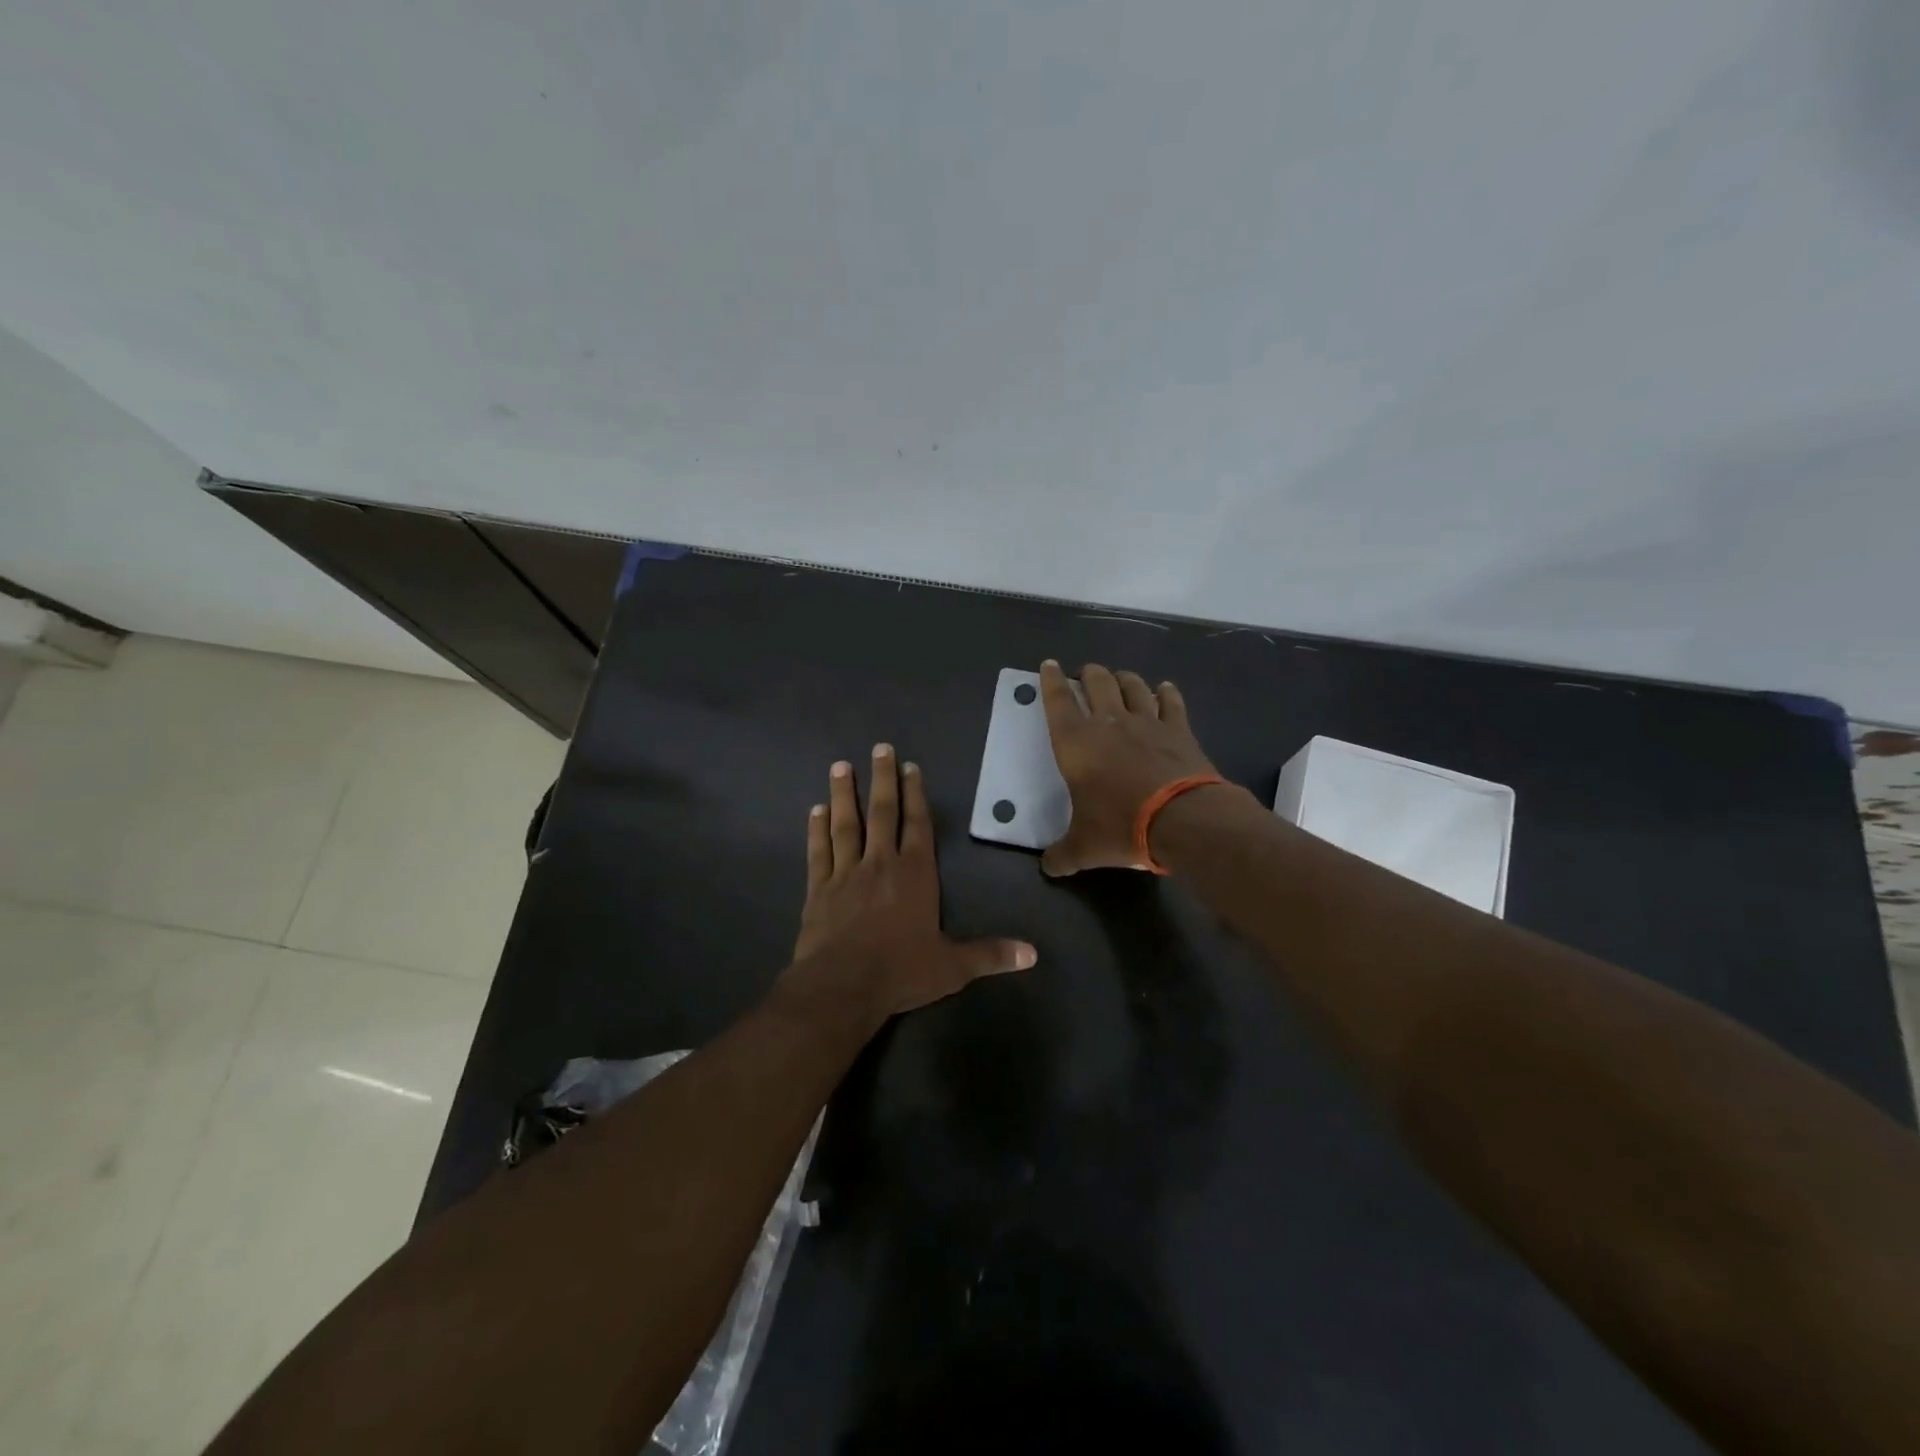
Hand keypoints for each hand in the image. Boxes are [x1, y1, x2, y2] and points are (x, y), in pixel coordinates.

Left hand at [790, 744, 1036, 1018]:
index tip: (910, 767)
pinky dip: (816, 830)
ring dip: (844, 794)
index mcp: (915, 874)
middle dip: (883, 779)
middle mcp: (881, 864)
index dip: (916, 795)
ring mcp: (846, 874)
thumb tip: (1034, 954)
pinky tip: (815, 810)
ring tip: (840, 765)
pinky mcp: (818, 889)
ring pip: (846, 824)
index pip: (918, 825)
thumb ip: (991, 955)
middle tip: (879, 748)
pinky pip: (818, 852)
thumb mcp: (952, 967)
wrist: (841, 987)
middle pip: (883, 813)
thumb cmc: (900, 972)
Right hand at [1038, 660, 1222, 875]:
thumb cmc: (1121, 826)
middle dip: (1088, 674)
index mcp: (1076, 743)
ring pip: (1132, 686)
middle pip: (1096, 682)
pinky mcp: (1179, 730)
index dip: (1050, 681)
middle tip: (1085, 675)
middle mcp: (1108, 723)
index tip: (1048, 665)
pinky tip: (1164, 689)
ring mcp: (1147, 722)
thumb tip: (1048, 867)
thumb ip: (1062, 854)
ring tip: (1119, 679)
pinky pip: (1171, 702)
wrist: (1182, 820)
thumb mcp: (1084, 847)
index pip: (1057, 701)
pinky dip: (1166, 693)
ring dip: (1123, 679)